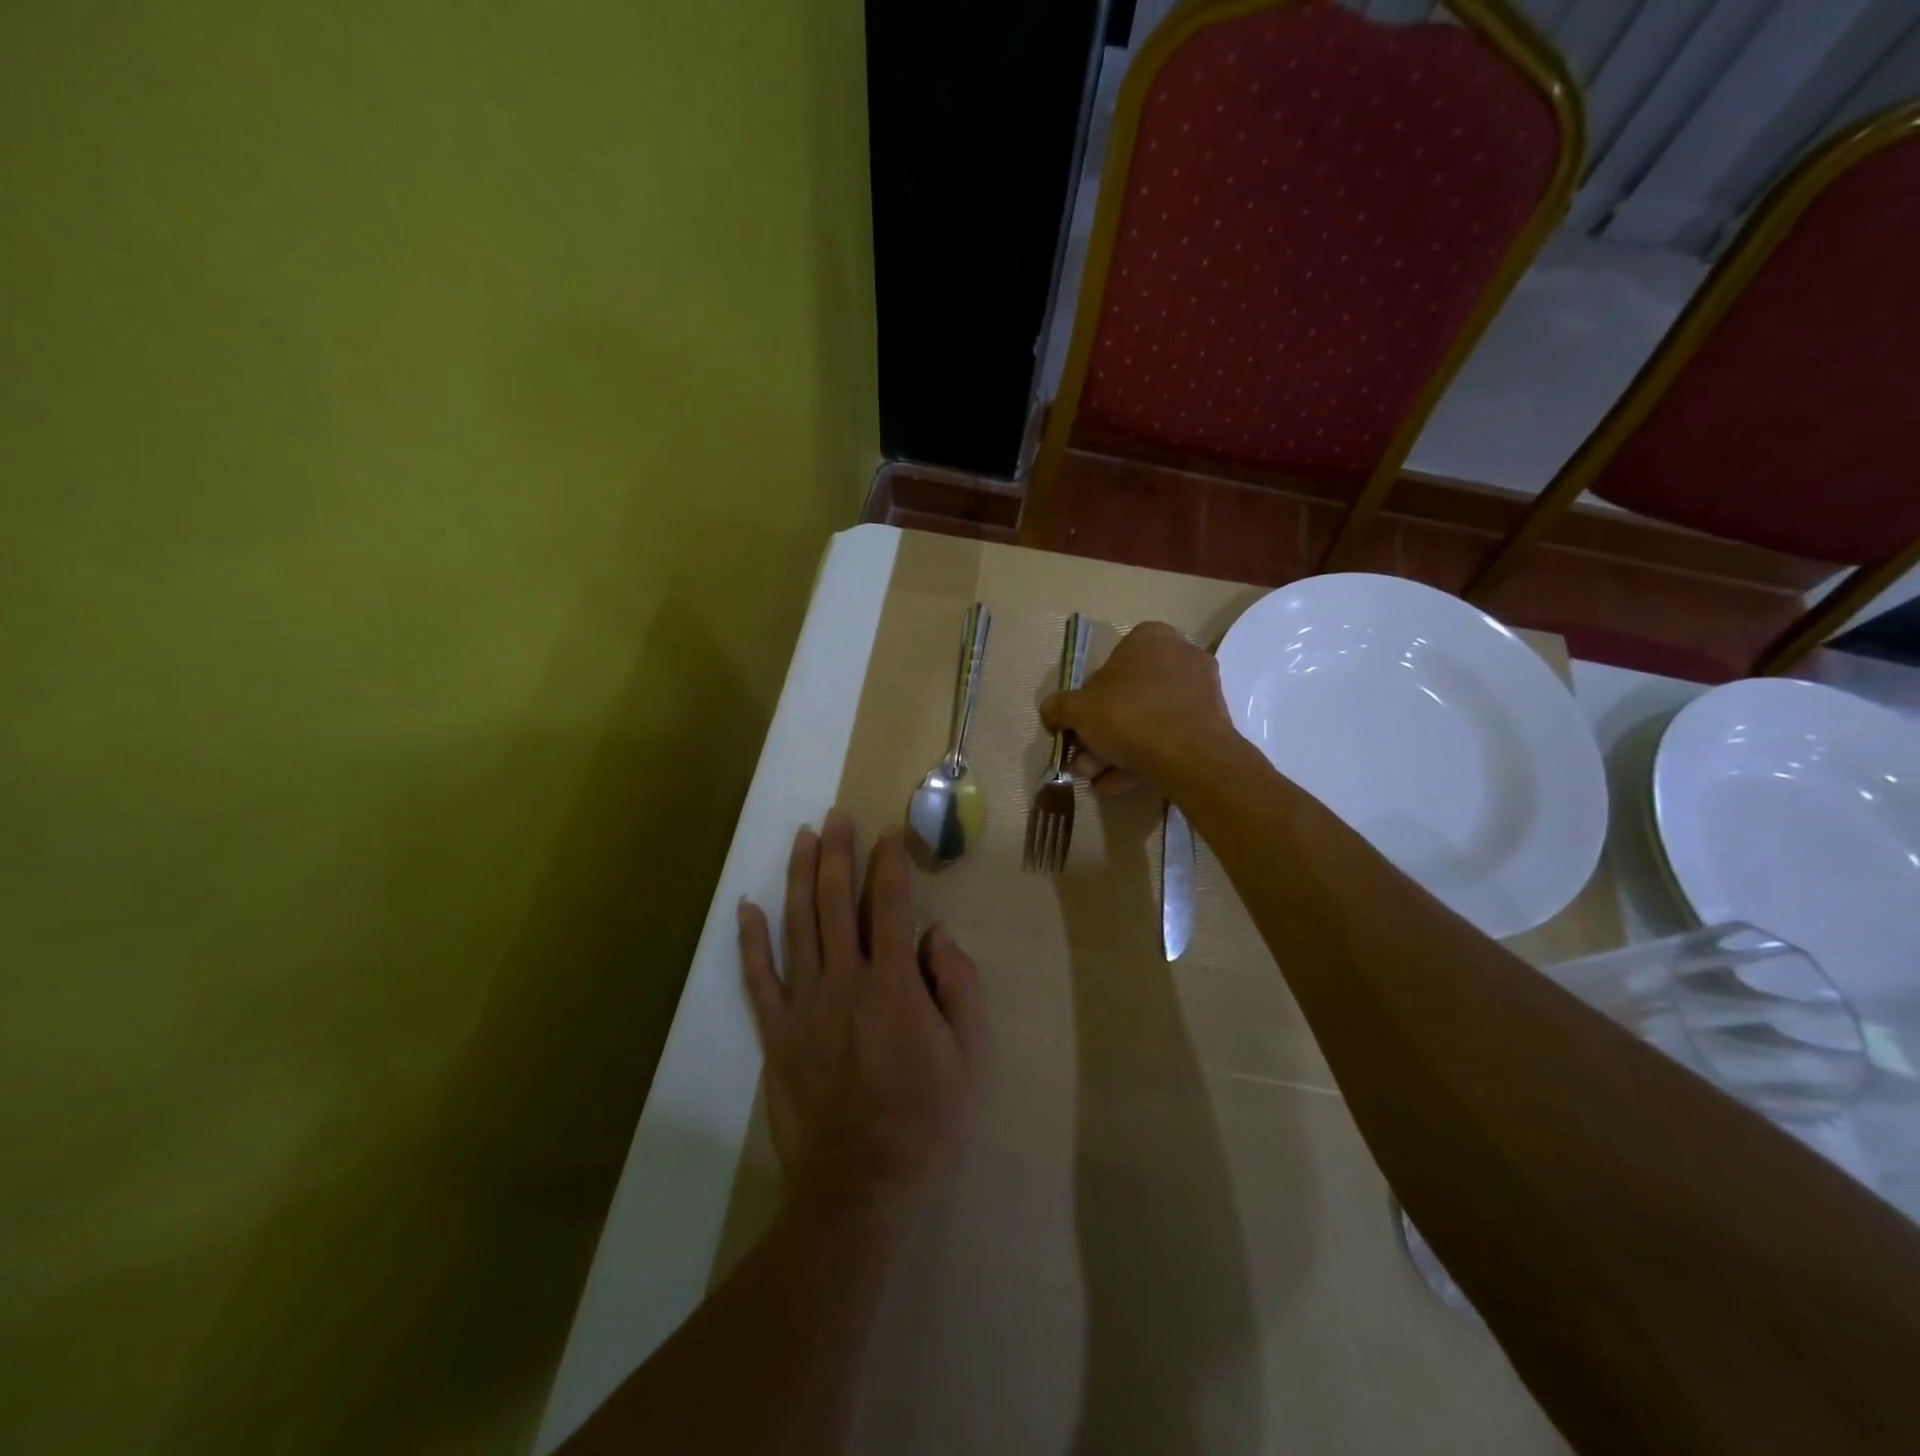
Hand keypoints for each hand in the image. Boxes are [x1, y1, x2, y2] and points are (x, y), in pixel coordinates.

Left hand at [738, 810, 986, 1215]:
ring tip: (803, 838)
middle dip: (838, 853)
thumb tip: (937, 935)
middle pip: (838, 902)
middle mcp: (845, 980)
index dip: (891, 863)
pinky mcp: (776, 1032)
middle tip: (837, 816)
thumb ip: (958, 985)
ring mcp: (804, 1004)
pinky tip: (747, 907)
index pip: (892, 905)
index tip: (890, 832)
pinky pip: (757, 978)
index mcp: (894, 983)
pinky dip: (751, 940)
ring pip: (798, 925)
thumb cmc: (926, 1117)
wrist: (862, 1183)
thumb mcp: (970, 1053)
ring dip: (800, 877)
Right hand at [1040, 621, 1236, 796]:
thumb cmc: (1129, 715)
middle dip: (1101, 735)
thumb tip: (1050, 709)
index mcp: (1150, 639)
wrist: (1189, 756)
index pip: (1110, 664)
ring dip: (1117, 752)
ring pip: (1147, 722)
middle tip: (1084, 761)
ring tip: (1097, 781)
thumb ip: (1060, 707)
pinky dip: (1142, 760)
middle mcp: (1180, 657)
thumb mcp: (1078, 710)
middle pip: (1128, 698)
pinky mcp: (1211, 725)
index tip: (1077, 727)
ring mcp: (1199, 692)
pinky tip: (1117, 785)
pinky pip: (1168, 739)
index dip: (1087, 700)